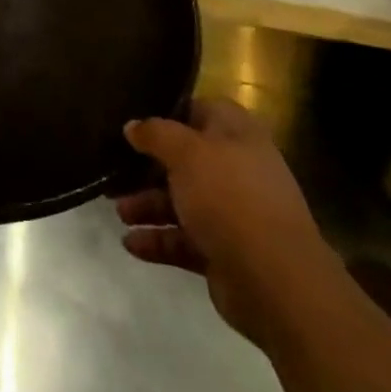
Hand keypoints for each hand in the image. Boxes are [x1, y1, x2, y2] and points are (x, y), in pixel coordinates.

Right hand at [115, 98, 335, 347]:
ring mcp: (233, 212)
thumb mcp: (186, 153)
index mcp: (236, 133)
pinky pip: (184, 239)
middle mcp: (236, 168)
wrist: (276, 281)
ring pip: (182, 201)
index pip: (198, 110)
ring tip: (119, 212)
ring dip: (148, 205)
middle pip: (184, 160)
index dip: (166, 114)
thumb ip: (156, 134)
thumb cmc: (230, 197)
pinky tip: (131, 244)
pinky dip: (158, 240)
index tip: (134, 123)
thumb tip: (132, 126)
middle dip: (147, 167)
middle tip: (114, 171)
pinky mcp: (225, 252)